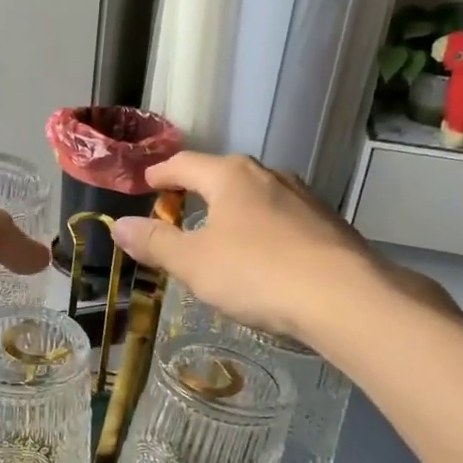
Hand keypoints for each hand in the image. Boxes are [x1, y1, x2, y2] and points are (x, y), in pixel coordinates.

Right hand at [109, 151, 439, 347]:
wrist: (345, 298)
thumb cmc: (257, 273)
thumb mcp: (193, 263)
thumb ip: (154, 243)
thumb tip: (117, 225)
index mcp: (230, 176)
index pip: (185, 164)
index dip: (161, 174)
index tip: (146, 183)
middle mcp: (268, 175)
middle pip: (222, 175)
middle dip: (197, 190)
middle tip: (177, 210)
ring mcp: (303, 197)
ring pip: (255, 196)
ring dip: (232, 210)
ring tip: (218, 234)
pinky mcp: (327, 223)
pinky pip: (281, 218)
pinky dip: (261, 228)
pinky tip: (262, 255)